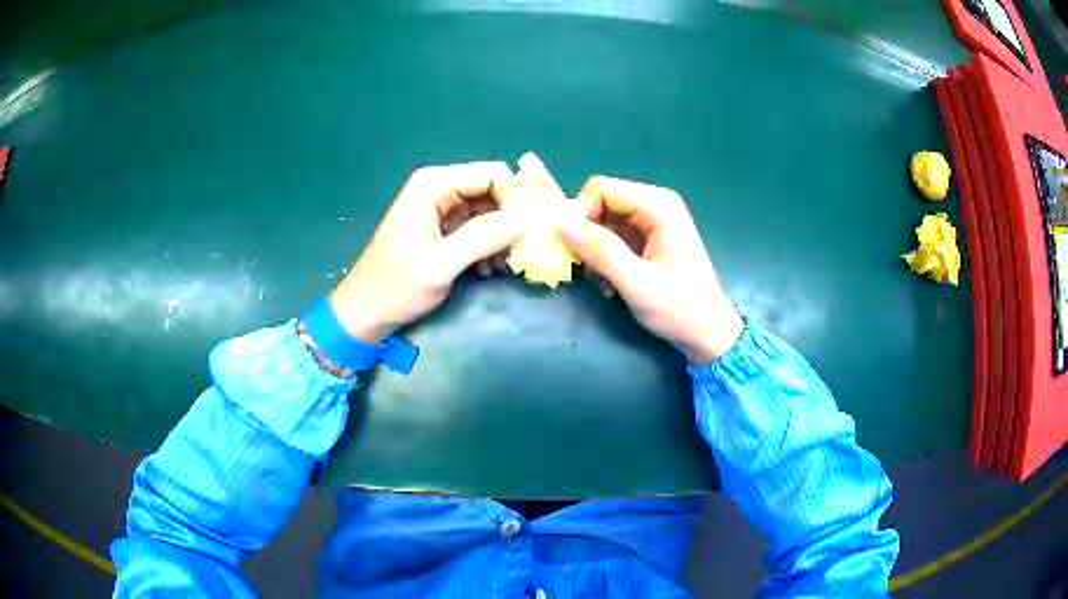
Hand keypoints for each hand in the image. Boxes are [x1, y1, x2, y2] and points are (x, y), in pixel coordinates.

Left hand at [330, 162, 521, 342]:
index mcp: (434, 185)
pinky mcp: (442, 228)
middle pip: (492, 190)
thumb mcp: (441, 263)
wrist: (365, 311)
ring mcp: (440, 208)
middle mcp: (439, 188)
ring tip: (503, 266)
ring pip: (488, 211)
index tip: (532, 229)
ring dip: (501, 236)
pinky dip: (488, 245)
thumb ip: (483, 237)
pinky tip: (487, 269)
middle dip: (511, 219)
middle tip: (524, 251)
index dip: (516, 197)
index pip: (493, 174)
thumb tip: (526, 219)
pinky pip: (477, 227)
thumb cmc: (396, 287)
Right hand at [557, 176, 743, 363]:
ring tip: (607, 285)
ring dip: (596, 253)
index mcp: (658, 205)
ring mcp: (652, 221)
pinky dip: (606, 260)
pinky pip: (612, 237)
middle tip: (593, 273)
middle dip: (588, 237)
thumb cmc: (680, 309)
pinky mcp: (649, 238)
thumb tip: (560, 223)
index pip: (600, 189)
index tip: (576, 251)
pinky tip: (614, 285)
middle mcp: (655, 204)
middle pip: (600, 204)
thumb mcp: (638, 284)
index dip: (580, 215)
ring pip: (602, 223)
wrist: (708, 333)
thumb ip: (600, 251)